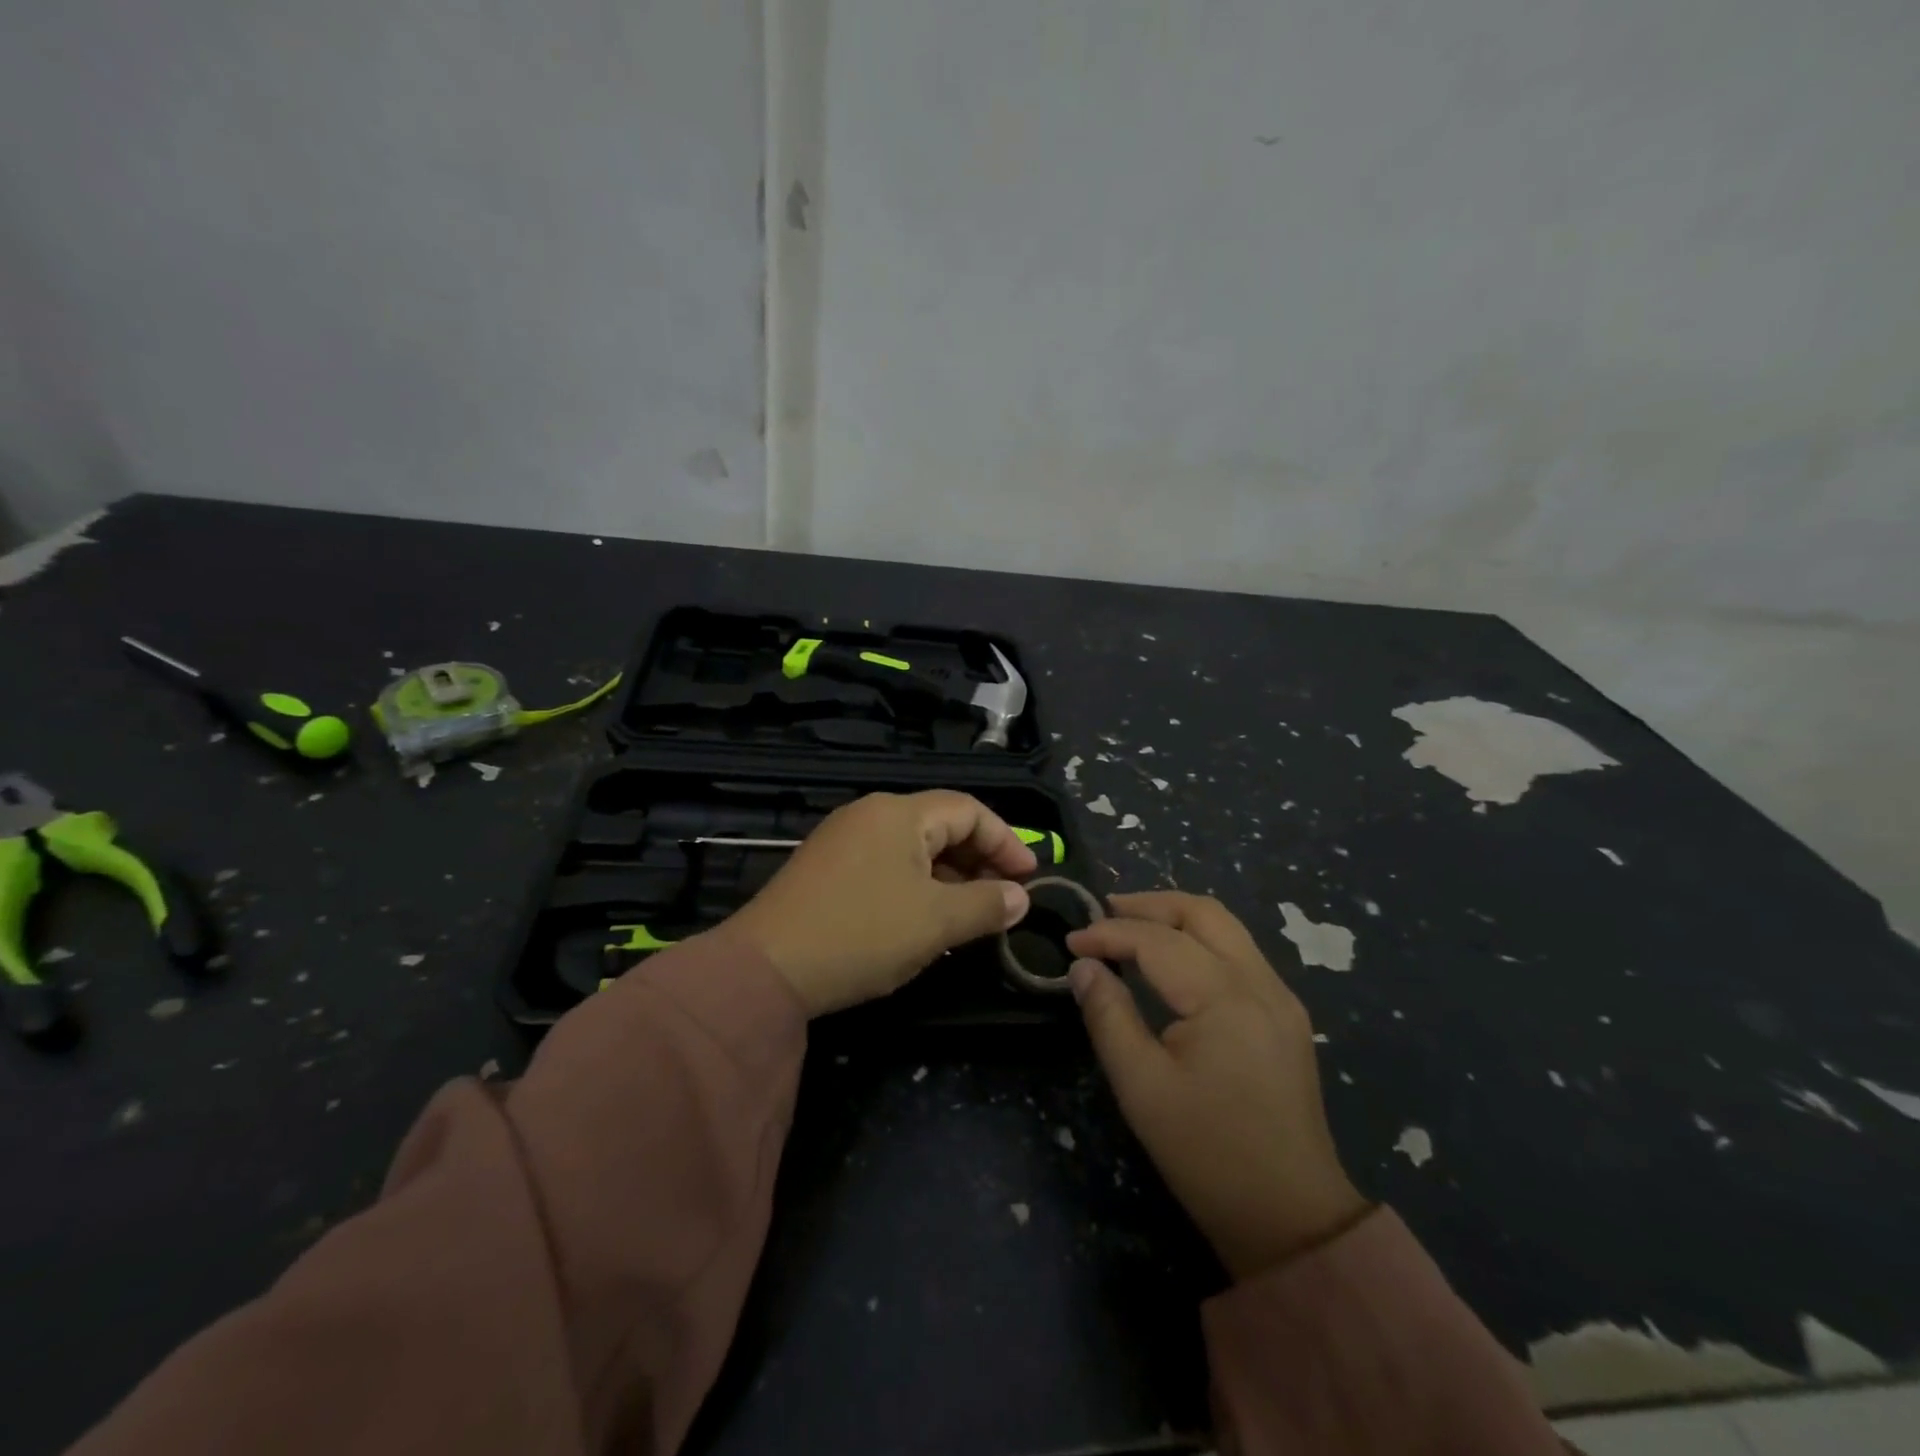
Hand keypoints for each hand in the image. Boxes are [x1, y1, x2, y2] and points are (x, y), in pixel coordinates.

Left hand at [728, 791, 1035, 1015]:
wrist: (764, 970)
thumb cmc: (862, 934)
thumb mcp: (936, 922)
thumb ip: (987, 905)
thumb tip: (1020, 898)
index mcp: (899, 813)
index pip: (968, 809)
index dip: (1006, 840)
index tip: (1030, 878)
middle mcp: (870, 815)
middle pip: (941, 825)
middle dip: (979, 860)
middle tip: (1005, 899)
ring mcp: (843, 842)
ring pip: (913, 849)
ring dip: (950, 877)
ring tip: (972, 915)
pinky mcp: (826, 871)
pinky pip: (887, 866)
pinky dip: (918, 887)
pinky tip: (926, 921)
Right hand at [1065, 892, 1368, 1280]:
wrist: (1291, 1217)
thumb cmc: (1207, 1153)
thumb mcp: (1141, 1087)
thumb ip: (1108, 1016)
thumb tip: (1083, 967)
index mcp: (1226, 997)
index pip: (1157, 941)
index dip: (1109, 934)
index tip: (1070, 943)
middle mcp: (1260, 983)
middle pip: (1203, 913)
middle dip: (1149, 905)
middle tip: (1103, 912)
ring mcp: (1280, 997)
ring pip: (1226, 928)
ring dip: (1176, 918)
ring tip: (1131, 927)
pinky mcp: (1285, 1016)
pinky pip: (1239, 953)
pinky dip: (1199, 941)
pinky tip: (1171, 960)